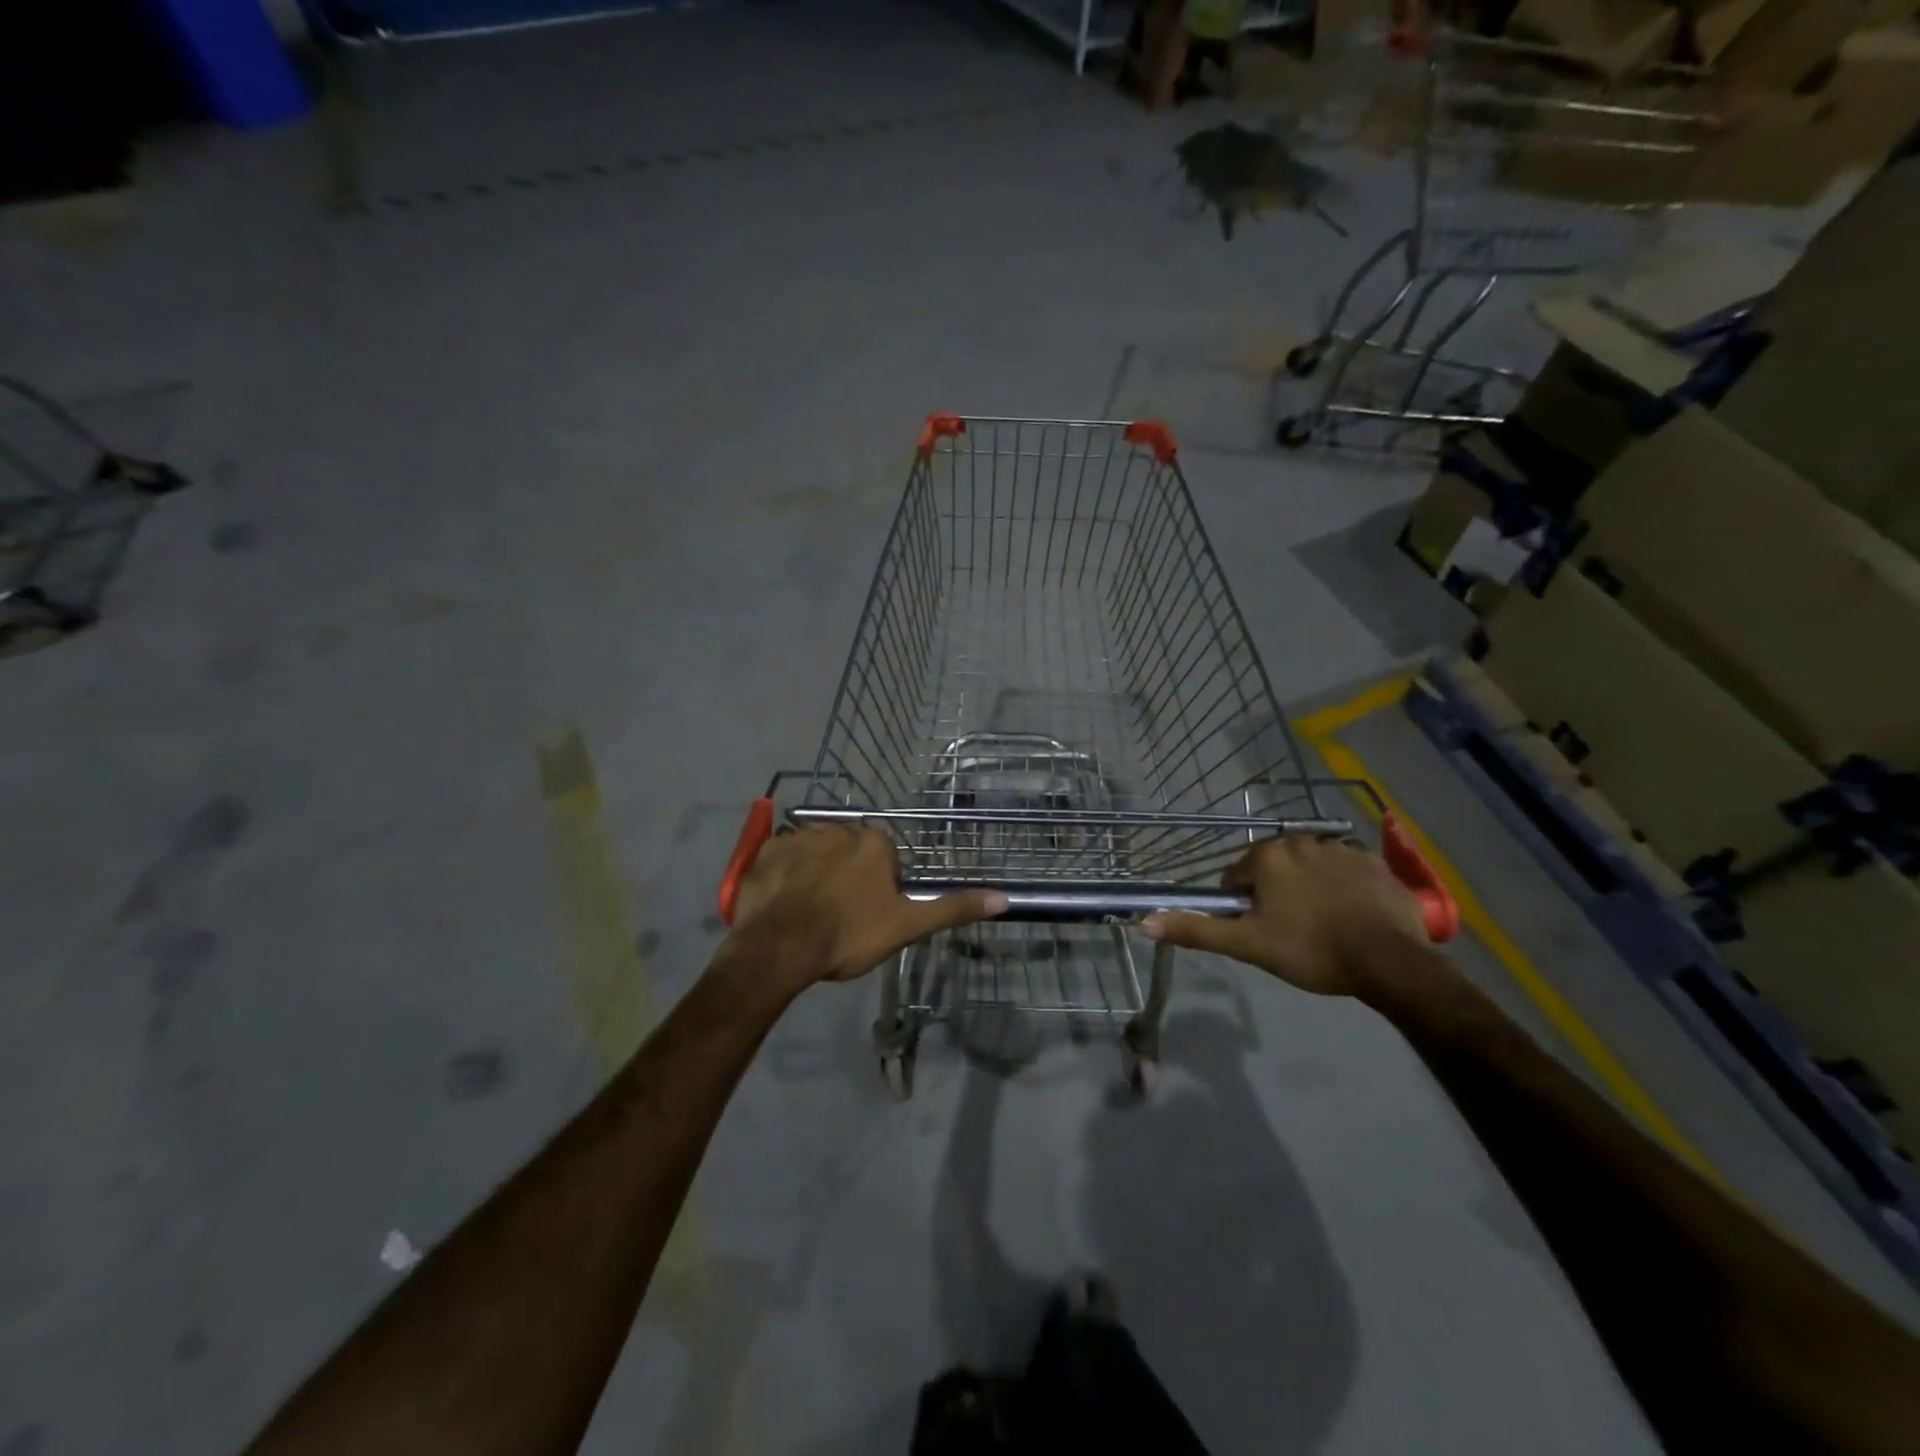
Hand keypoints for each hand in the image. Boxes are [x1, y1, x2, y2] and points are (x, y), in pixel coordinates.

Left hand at [728, 823, 1007, 984]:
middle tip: (840, 916)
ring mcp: (799, 837)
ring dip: (816, 874)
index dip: (880, 889)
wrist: (780, 947)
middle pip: (850, 852)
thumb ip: (952, 909)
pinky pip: (782, 858)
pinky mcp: (767, 850)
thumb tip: (1003, 898)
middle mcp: (838, 828)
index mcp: (874, 842)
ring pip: (816, 853)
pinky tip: (783, 903)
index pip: (886, 859)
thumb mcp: (907, 926)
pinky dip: (785, 875)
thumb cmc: (849, 934)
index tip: (869, 916)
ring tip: (809, 913)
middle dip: (848, 877)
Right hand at [1142, 834, 1434, 998]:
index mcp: (1267, 856)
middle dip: (1274, 893)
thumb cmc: (1312, 950)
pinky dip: (1341, 887)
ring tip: (1321, 925)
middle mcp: (1300, 840)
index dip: (1240, 906)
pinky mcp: (1374, 862)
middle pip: (1272, 867)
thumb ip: (1196, 930)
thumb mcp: (1248, 945)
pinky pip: (1344, 871)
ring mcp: (1341, 848)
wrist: (1391, 961)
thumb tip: (1143, 922)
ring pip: (1308, 867)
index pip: (1235, 877)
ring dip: (1306, 888)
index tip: (1258, 931)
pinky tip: (1350, 915)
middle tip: (1288, 930)